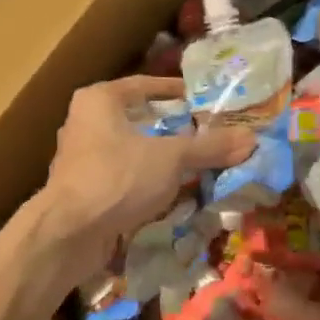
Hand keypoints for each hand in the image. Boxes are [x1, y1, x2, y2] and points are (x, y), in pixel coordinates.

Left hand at [40, 76, 254, 268]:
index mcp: (99, 100)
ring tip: (197, 164)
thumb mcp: (170, 158)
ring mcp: (82, 159)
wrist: (68, 234)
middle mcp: (85, 123)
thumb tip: (251, 139)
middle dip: (172, 129)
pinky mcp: (84, 191)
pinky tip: (173, 194)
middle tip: (206, 133)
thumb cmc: (116, 177)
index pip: (144, 86)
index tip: (202, 99)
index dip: (174, 91)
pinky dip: (147, 183)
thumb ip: (209, 147)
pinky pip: (124, 179)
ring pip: (132, 152)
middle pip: (138, 120)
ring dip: (161, 159)